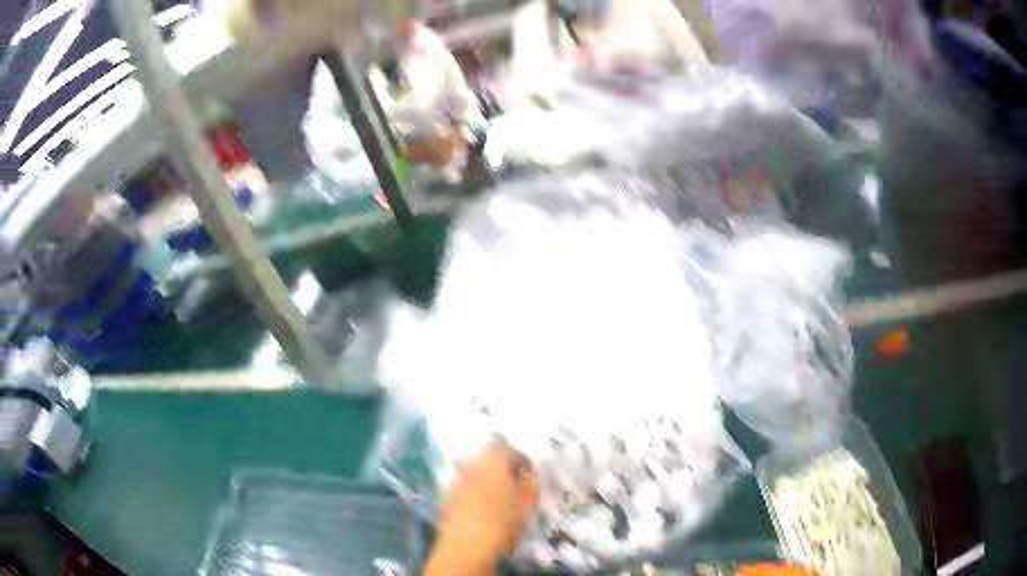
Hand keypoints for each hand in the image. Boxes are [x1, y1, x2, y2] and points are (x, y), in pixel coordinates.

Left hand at [426, 439, 538, 574]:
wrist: (464, 548)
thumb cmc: (501, 525)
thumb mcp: (525, 505)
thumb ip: (530, 485)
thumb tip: (529, 475)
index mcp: (492, 464)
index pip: (507, 448)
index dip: (521, 459)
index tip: (530, 473)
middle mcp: (471, 467)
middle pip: (488, 457)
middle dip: (502, 466)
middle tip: (516, 483)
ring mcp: (457, 481)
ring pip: (475, 471)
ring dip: (488, 478)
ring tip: (502, 496)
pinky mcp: (447, 497)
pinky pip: (466, 486)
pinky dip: (476, 491)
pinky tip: (484, 508)